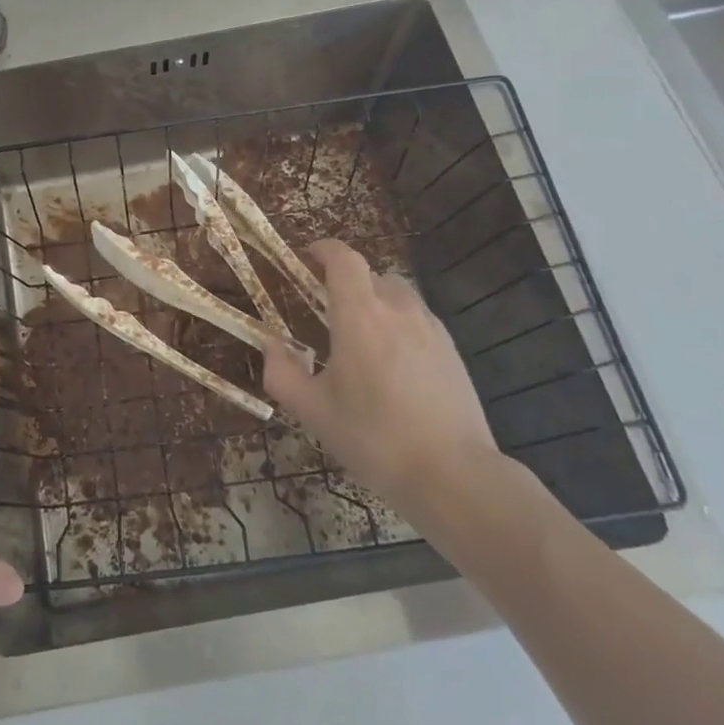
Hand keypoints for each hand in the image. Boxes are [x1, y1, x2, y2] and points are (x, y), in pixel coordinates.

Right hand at [262, 240, 504, 527]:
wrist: (452, 475)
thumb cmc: (373, 438)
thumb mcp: (312, 411)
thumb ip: (281, 372)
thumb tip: (271, 345)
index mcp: (360, 316)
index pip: (344, 259)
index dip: (324, 249)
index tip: (307, 257)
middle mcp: (397, 310)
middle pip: (370, 275)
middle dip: (347, 283)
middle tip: (328, 311)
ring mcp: (430, 329)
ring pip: (398, 296)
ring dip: (375, 302)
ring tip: (362, 339)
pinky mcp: (452, 351)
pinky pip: (418, 320)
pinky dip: (399, 325)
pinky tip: (393, 365)